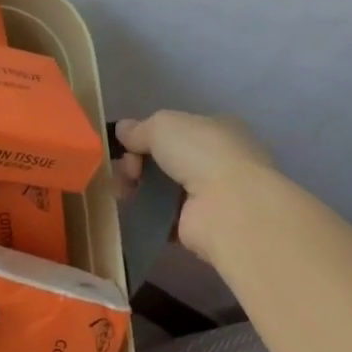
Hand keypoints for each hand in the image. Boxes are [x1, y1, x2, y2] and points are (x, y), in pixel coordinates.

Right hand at [113, 111, 275, 264]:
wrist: (228, 208)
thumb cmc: (201, 153)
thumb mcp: (162, 125)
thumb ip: (140, 128)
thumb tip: (122, 130)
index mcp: (217, 129)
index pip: (178, 129)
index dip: (148, 135)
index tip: (128, 145)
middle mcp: (218, 160)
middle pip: (167, 159)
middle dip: (139, 162)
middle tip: (127, 171)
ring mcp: (211, 195)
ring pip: (163, 187)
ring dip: (139, 187)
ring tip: (122, 191)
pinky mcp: (201, 226)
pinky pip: (165, 215)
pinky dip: (147, 213)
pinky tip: (131, 210)